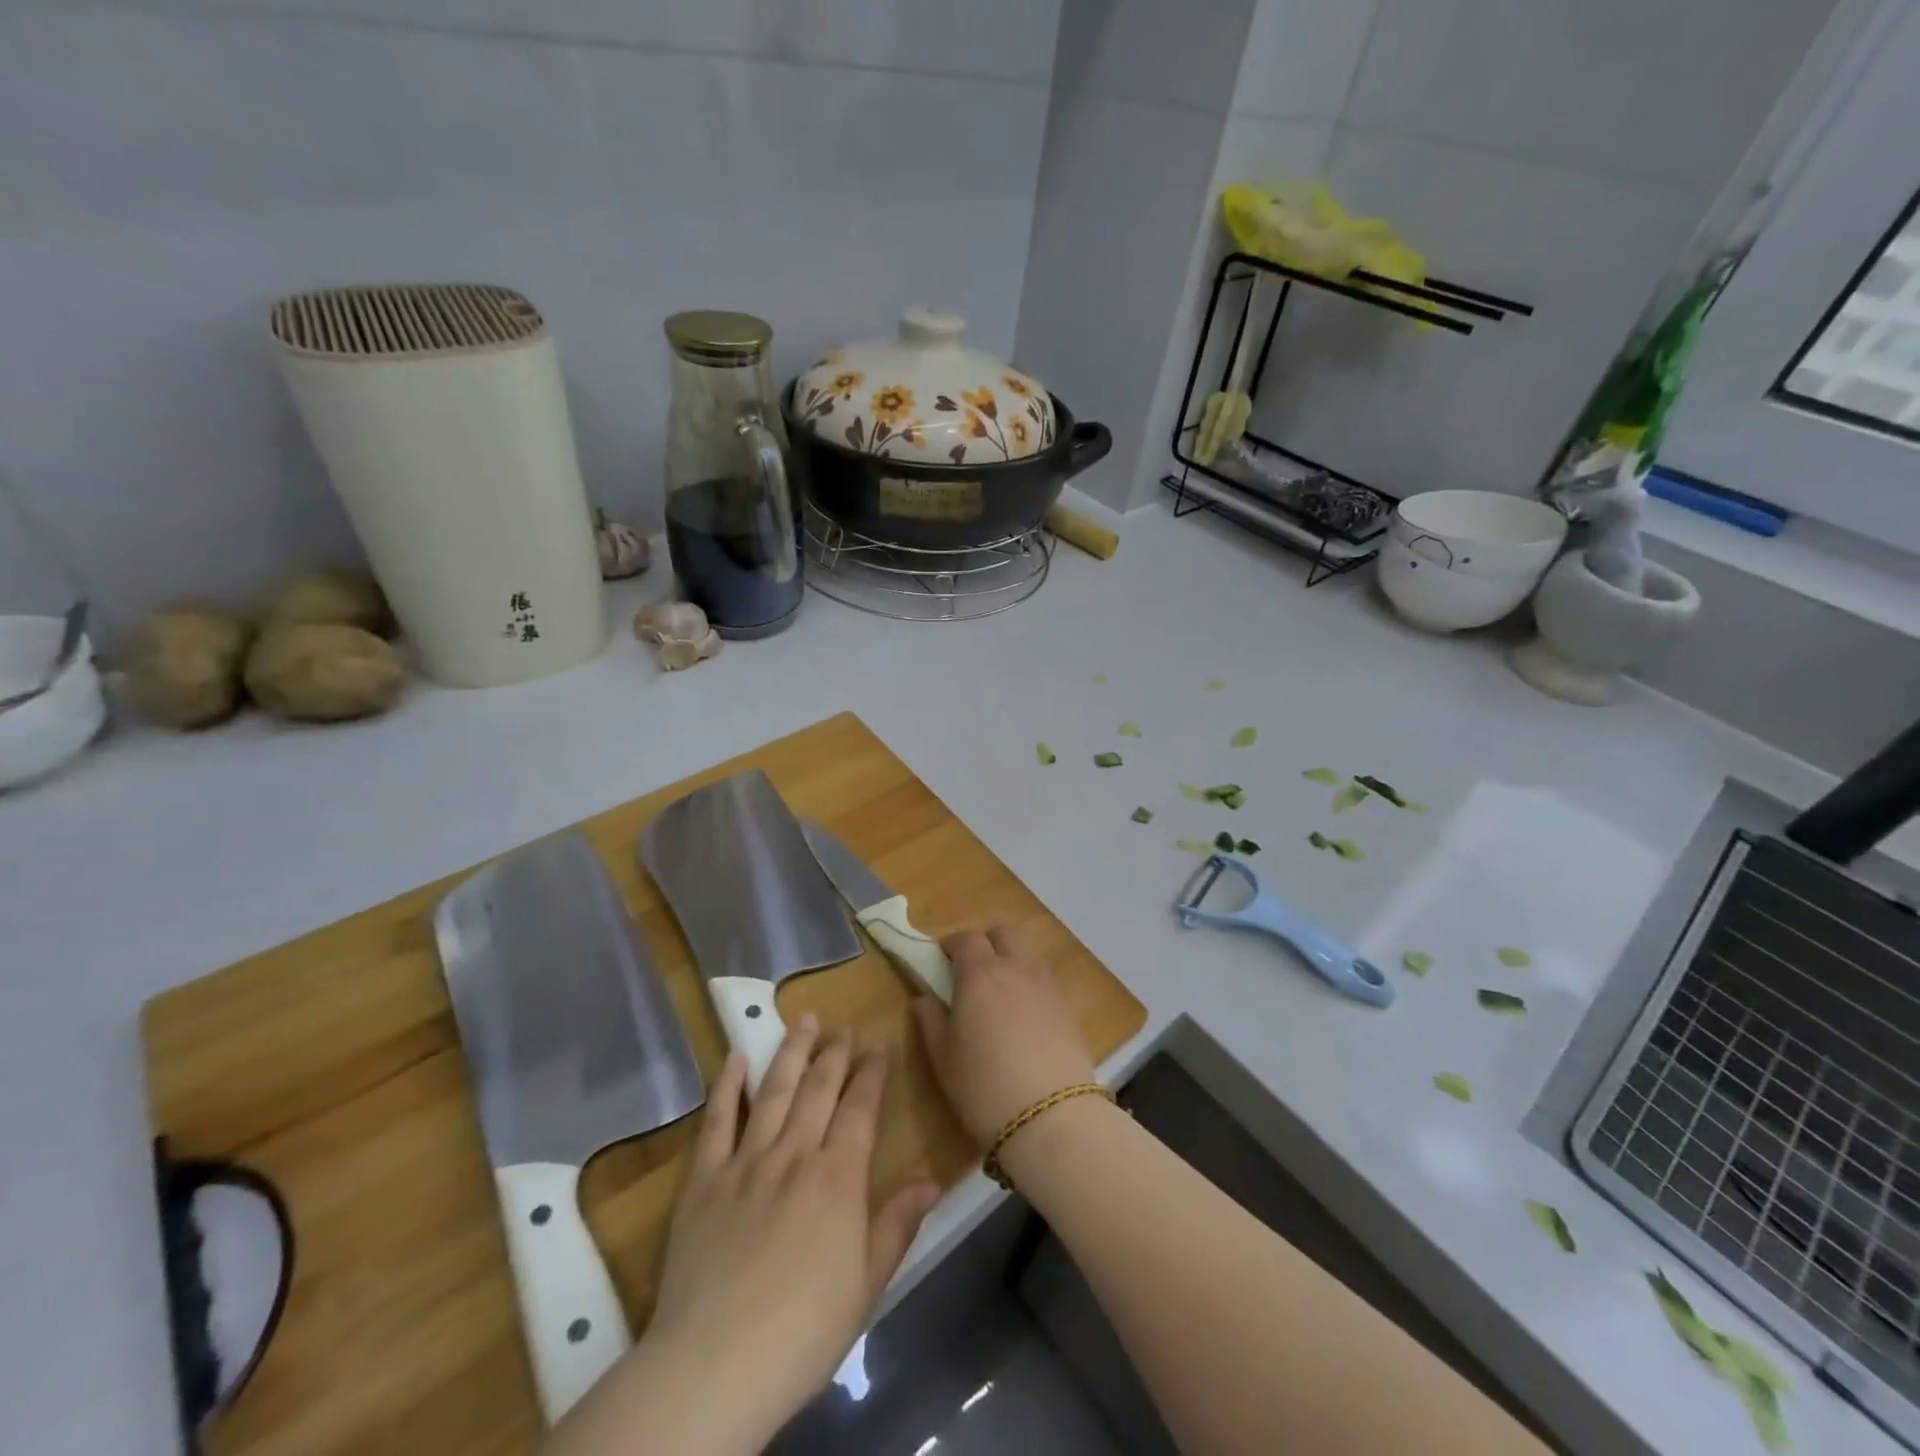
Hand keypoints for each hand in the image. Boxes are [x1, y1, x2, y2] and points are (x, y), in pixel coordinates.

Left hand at [637, 1018, 938, 1448]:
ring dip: (791, 1052)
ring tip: (804, 1020)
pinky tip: (736, 1057)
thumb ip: (897, 1225)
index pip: (861, 1107)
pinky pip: (716, 1121)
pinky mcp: (703, 1180)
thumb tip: (933, 1181)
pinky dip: (726, 1086)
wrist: (714, 1366)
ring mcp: (745, 1162)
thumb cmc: (803, 1332)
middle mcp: (795, 1154)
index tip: (880, 1043)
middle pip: (819, 1089)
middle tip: (844, 1027)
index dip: (872, 1072)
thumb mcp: (867, 1286)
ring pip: (773, 1091)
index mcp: (838, 1177)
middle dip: (835, 1053)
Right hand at [912, 925, 1095, 1144]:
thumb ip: (931, 1021)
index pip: (965, 938)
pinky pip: (1045, 980)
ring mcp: (1046, 985)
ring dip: (1010, 960)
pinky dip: (1030, 984)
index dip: (951, 945)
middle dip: (985, 943)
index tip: (941, 960)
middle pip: (1003, 933)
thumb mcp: (944, 1059)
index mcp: (980, 974)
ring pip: (1027, 953)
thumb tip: (924, 998)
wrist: (1052, 1118)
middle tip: (971, 972)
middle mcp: (1016, 968)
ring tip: (999, 995)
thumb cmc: (984, 1087)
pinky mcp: (1068, 1007)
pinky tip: (1024, 1017)